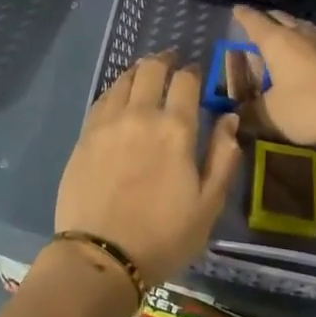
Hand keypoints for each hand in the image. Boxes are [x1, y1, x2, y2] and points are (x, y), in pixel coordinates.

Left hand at [55, 51, 240, 287]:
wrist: (101, 256)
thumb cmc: (164, 236)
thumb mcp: (208, 205)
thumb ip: (223, 157)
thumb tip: (230, 120)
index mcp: (176, 129)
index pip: (186, 82)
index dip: (194, 72)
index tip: (197, 74)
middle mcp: (141, 114)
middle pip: (152, 69)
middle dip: (165, 60)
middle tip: (172, 62)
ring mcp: (108, 122)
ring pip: (124, 79)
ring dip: (139, 71)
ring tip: (146, 72)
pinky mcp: (85, 135)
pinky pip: (103, 98)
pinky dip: (116, 88)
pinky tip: (120, 95)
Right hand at [230, 6, 315, 152]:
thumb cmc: (310, 107)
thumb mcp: (272, 115)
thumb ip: (250, 113)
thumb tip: (236, 117)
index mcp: (277, 41)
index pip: (254, 21)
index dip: (243, 15)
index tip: (236, 10)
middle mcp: (300, 34)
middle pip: (279, 18)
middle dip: (266, 20)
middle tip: (256, 26)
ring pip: (300, 28)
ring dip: (288, 31)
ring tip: (281, 40)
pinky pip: (315, 42)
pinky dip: (304, 46)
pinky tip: (305, 59)